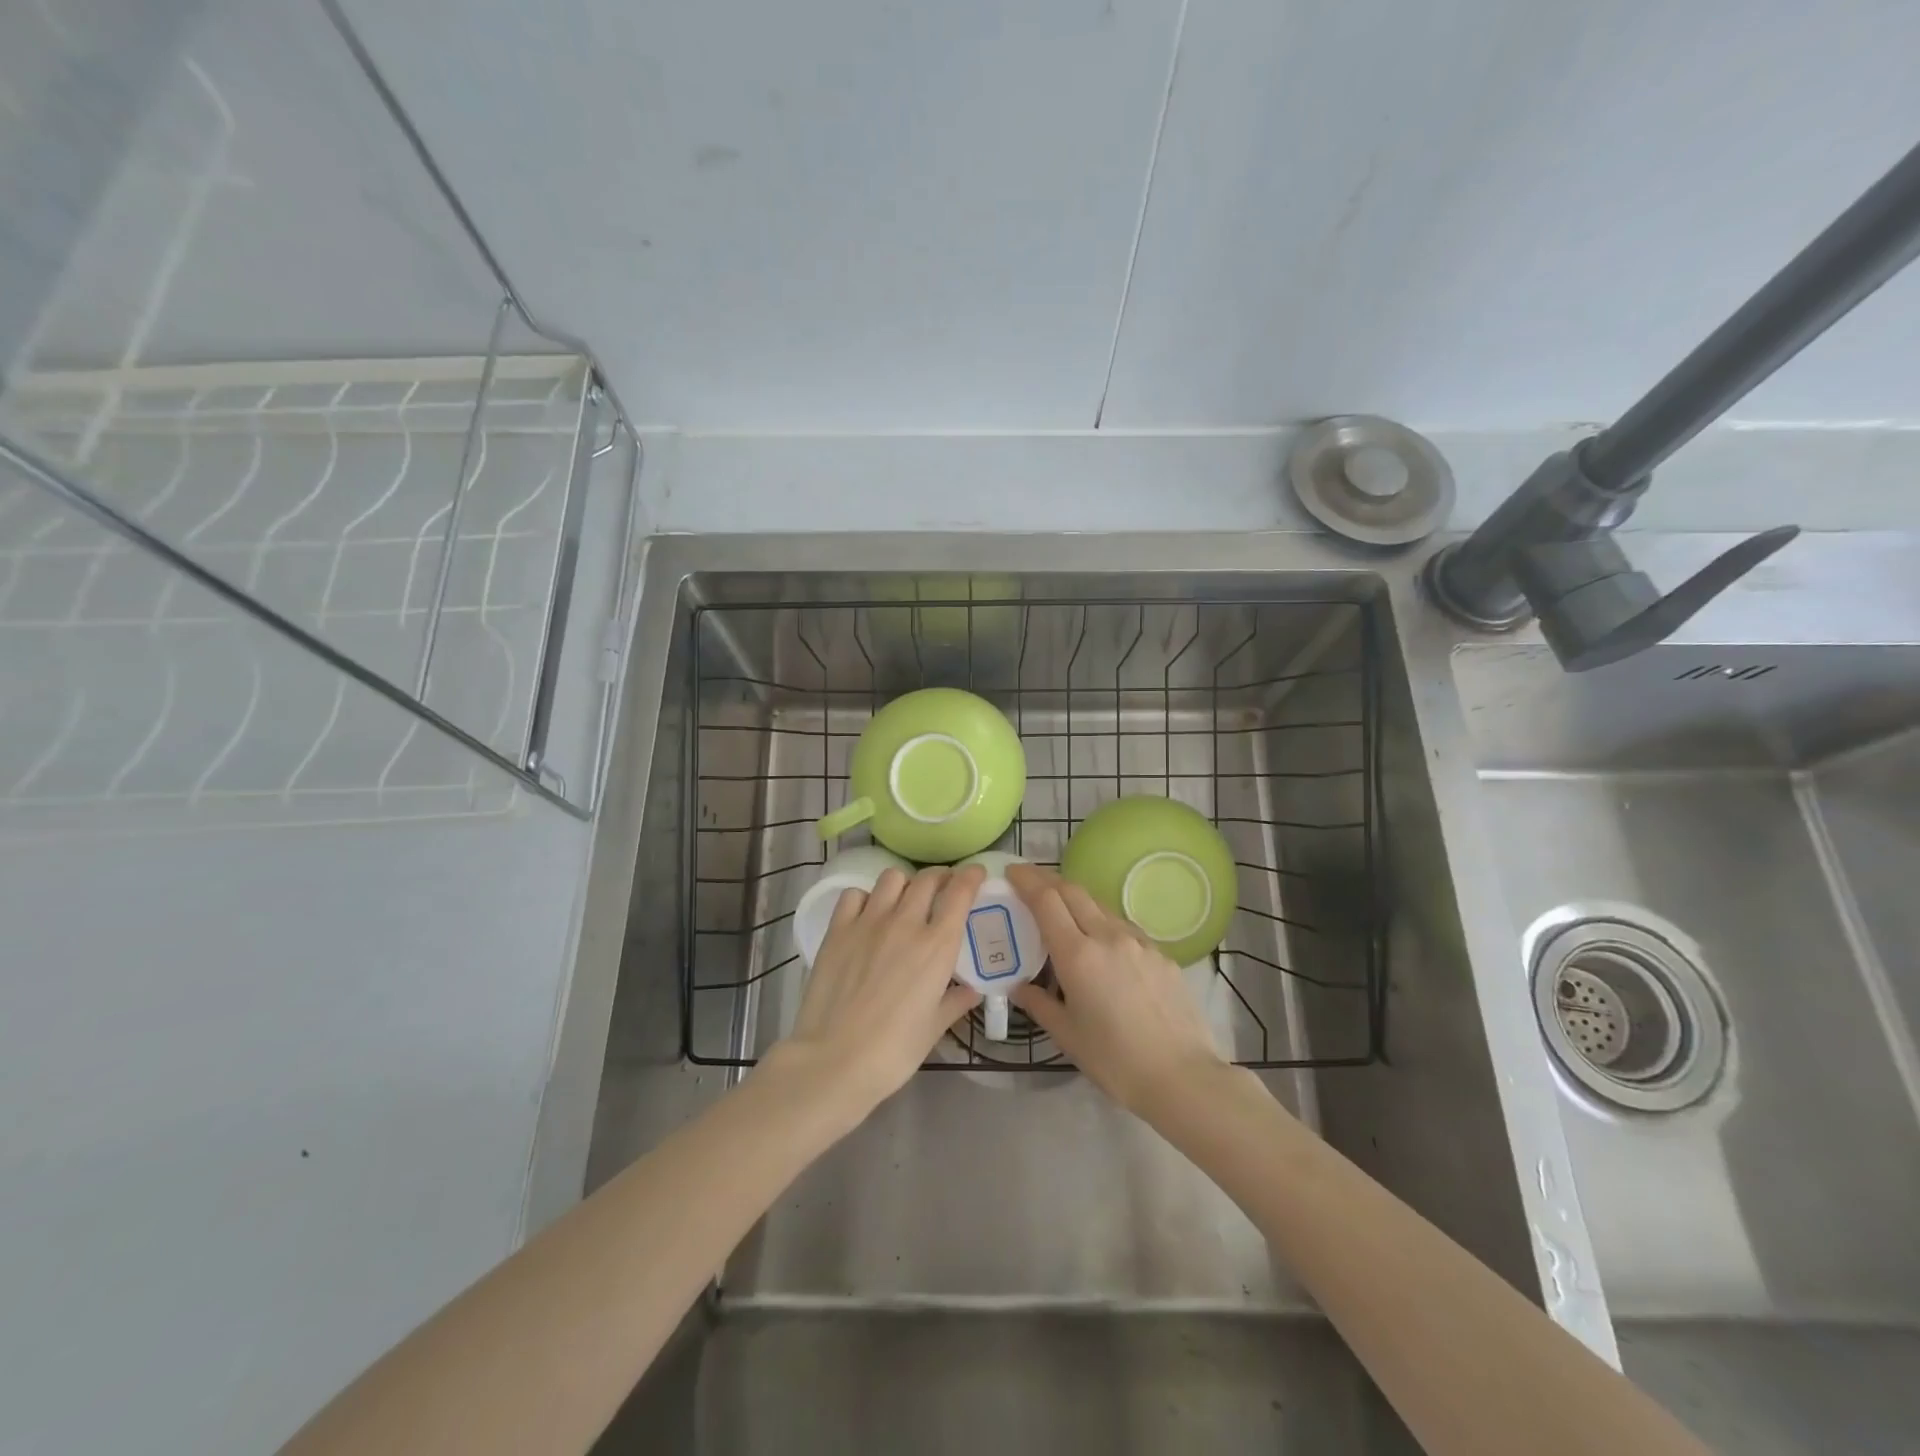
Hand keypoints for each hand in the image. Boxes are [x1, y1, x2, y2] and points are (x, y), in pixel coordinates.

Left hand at [774, 865, 984, 1120]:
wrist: (835, 1060)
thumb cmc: (893, 1051)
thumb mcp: (933, 1029)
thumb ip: (955, 1002)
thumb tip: (971, 991)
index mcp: (937, 946)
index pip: (960, 892)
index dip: (971, 876)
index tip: (976, 873)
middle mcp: (906, 923)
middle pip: (927, 879)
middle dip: (940, 878)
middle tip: (942, 889)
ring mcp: (869, 922)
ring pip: (892, 878)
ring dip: (904, 884)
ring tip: (904, 900)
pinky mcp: (838, 929)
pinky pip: (855, 895)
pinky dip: (866, 897)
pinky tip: (867, 915)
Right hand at [1006, 864, 1225, 1116]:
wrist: (1183, 1077)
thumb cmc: (1115, 1061)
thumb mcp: (1067, 1035)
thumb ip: (1038, 1004)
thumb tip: (1018, 986)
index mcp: (1078, 955)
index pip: (1046, 901)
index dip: (1027, 880)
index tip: (1012, 871)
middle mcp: (1108, 936)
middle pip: (1073, 891)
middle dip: (1048, 880)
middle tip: (1029, 880)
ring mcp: (1139, 942)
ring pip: (1100, 906)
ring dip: (1076, 899)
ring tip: (1062, 910)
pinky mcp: (1161, 954)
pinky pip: (1124, 927)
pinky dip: (1102, 922)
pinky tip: (1101, 944)